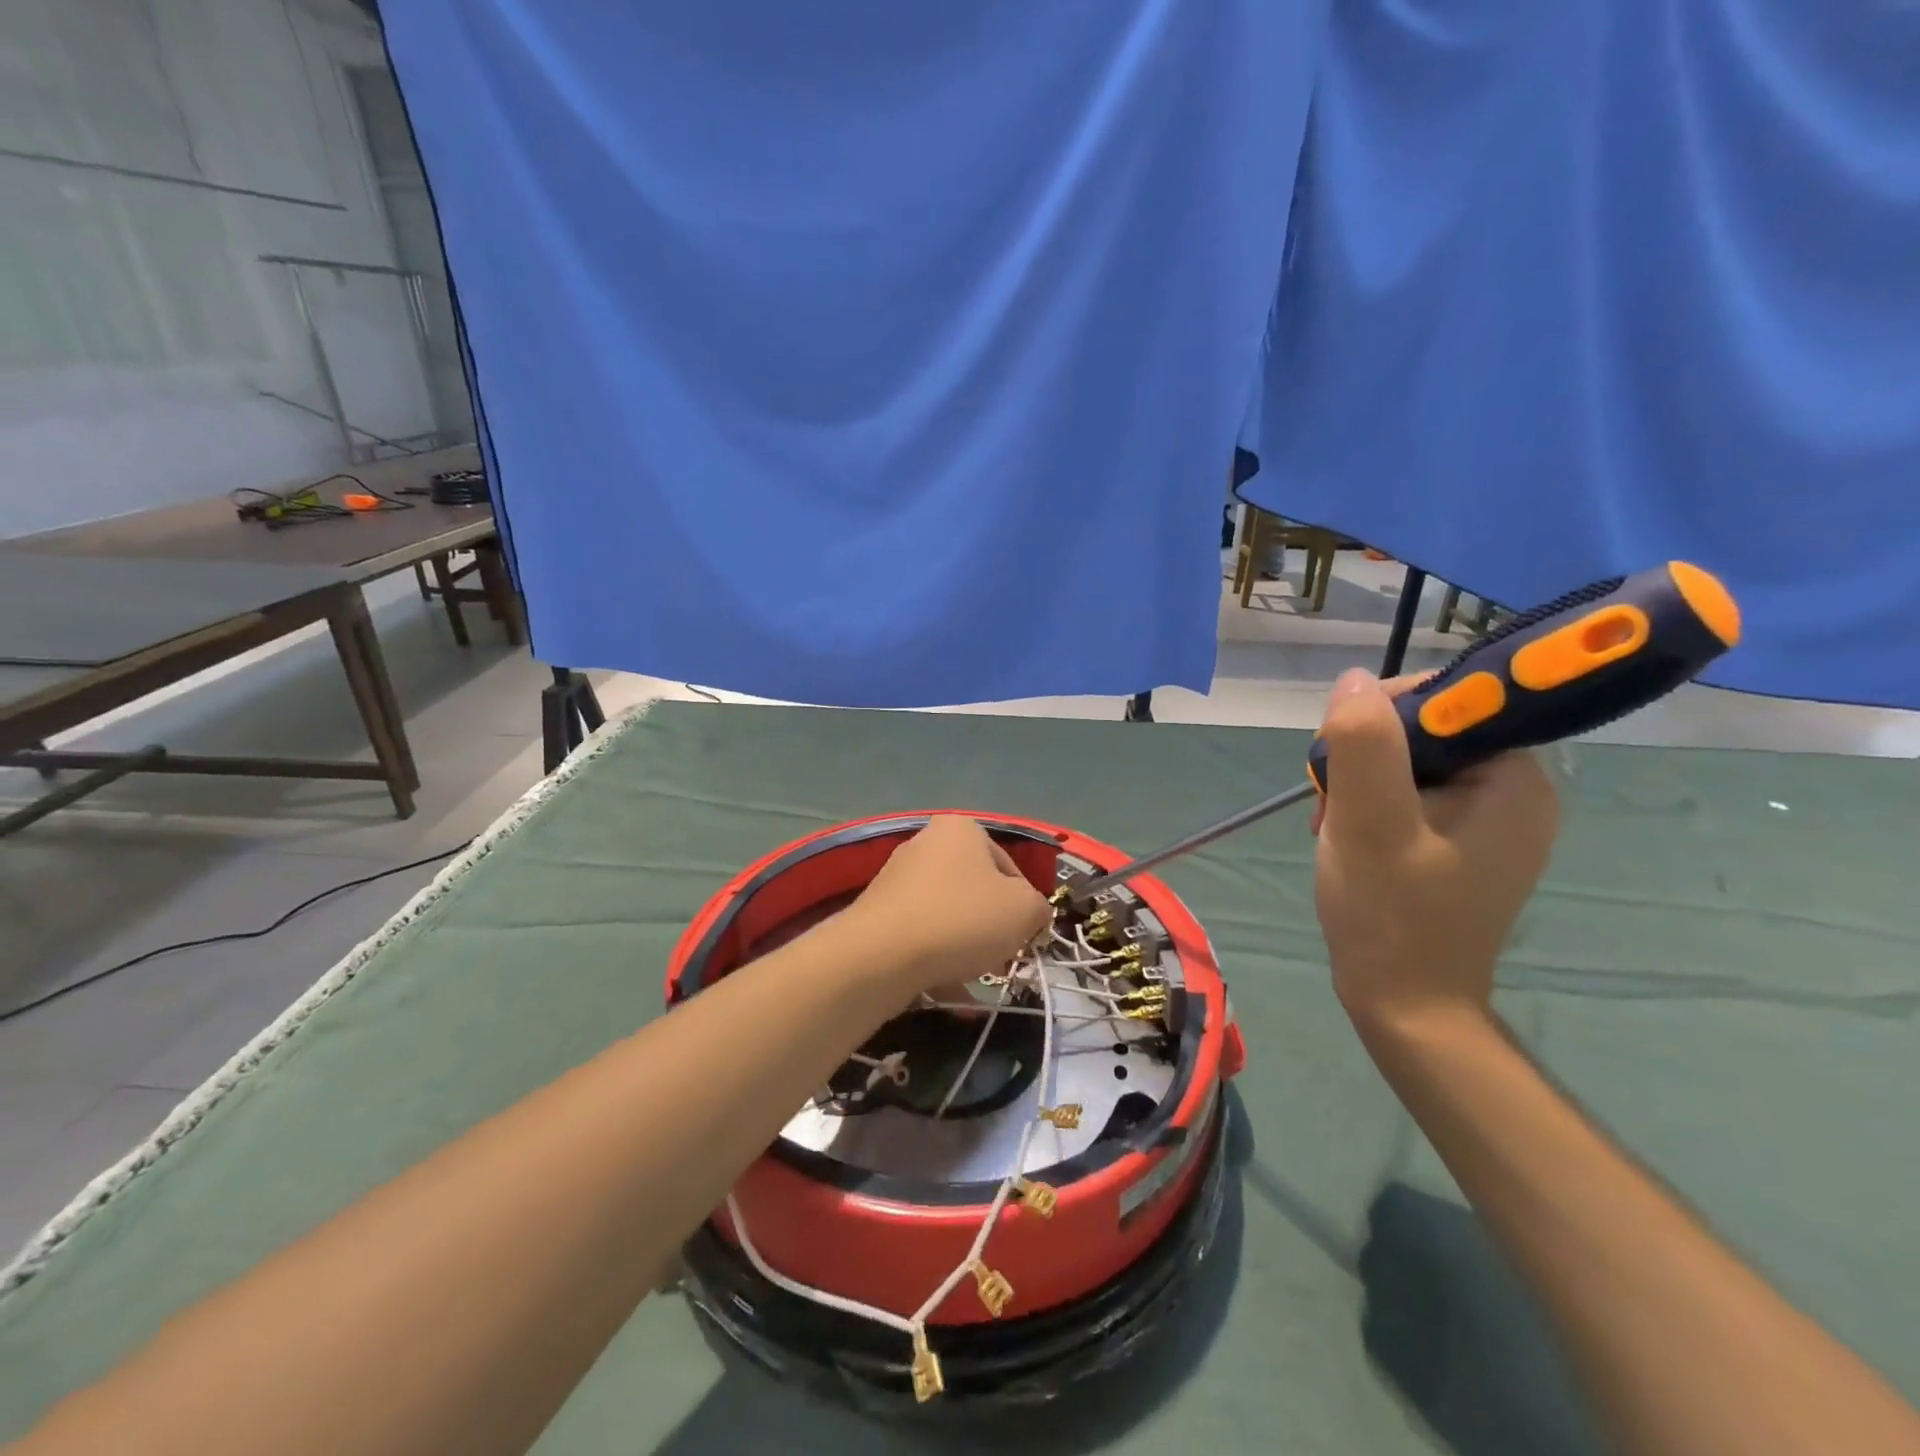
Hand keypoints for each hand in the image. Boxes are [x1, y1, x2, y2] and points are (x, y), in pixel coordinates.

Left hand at [848, 815, 1052, 997]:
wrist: (882, 954)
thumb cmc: (962, 919)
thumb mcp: (1024, 910)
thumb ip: (1038, 907)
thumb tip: (1031, 914)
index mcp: (961, 829)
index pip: (1009, 867)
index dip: (1024, 905)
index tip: (1025, 937)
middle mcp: (925, 842)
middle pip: (976, 889)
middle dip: (992, 927)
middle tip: (1000, 959)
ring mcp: (896, 876)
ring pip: (947, 914)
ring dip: (964, 945)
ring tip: (971, 978)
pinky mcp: (877, 910)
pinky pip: (920, 933)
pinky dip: (935, 957)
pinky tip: (944, 987)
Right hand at [1312, 670, 1558, 1034]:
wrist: (1404, 1004)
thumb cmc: (1392, 915)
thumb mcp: (1370, 823)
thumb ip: (1365, 745)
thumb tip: (1355, 680)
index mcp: (1514, 781)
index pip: (1454, 701)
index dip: (1386, 712)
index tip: (1342, 753)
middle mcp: (1513, 793)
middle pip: (1426, 732)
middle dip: (1366, 756)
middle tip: (1332, 800)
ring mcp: (1487, 821)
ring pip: (1409, 764)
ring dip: (1360, 783)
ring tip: (1334, 825)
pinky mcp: (1458, 843)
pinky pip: (1410, 796)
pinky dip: (1369, 807)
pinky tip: (1345, 836)